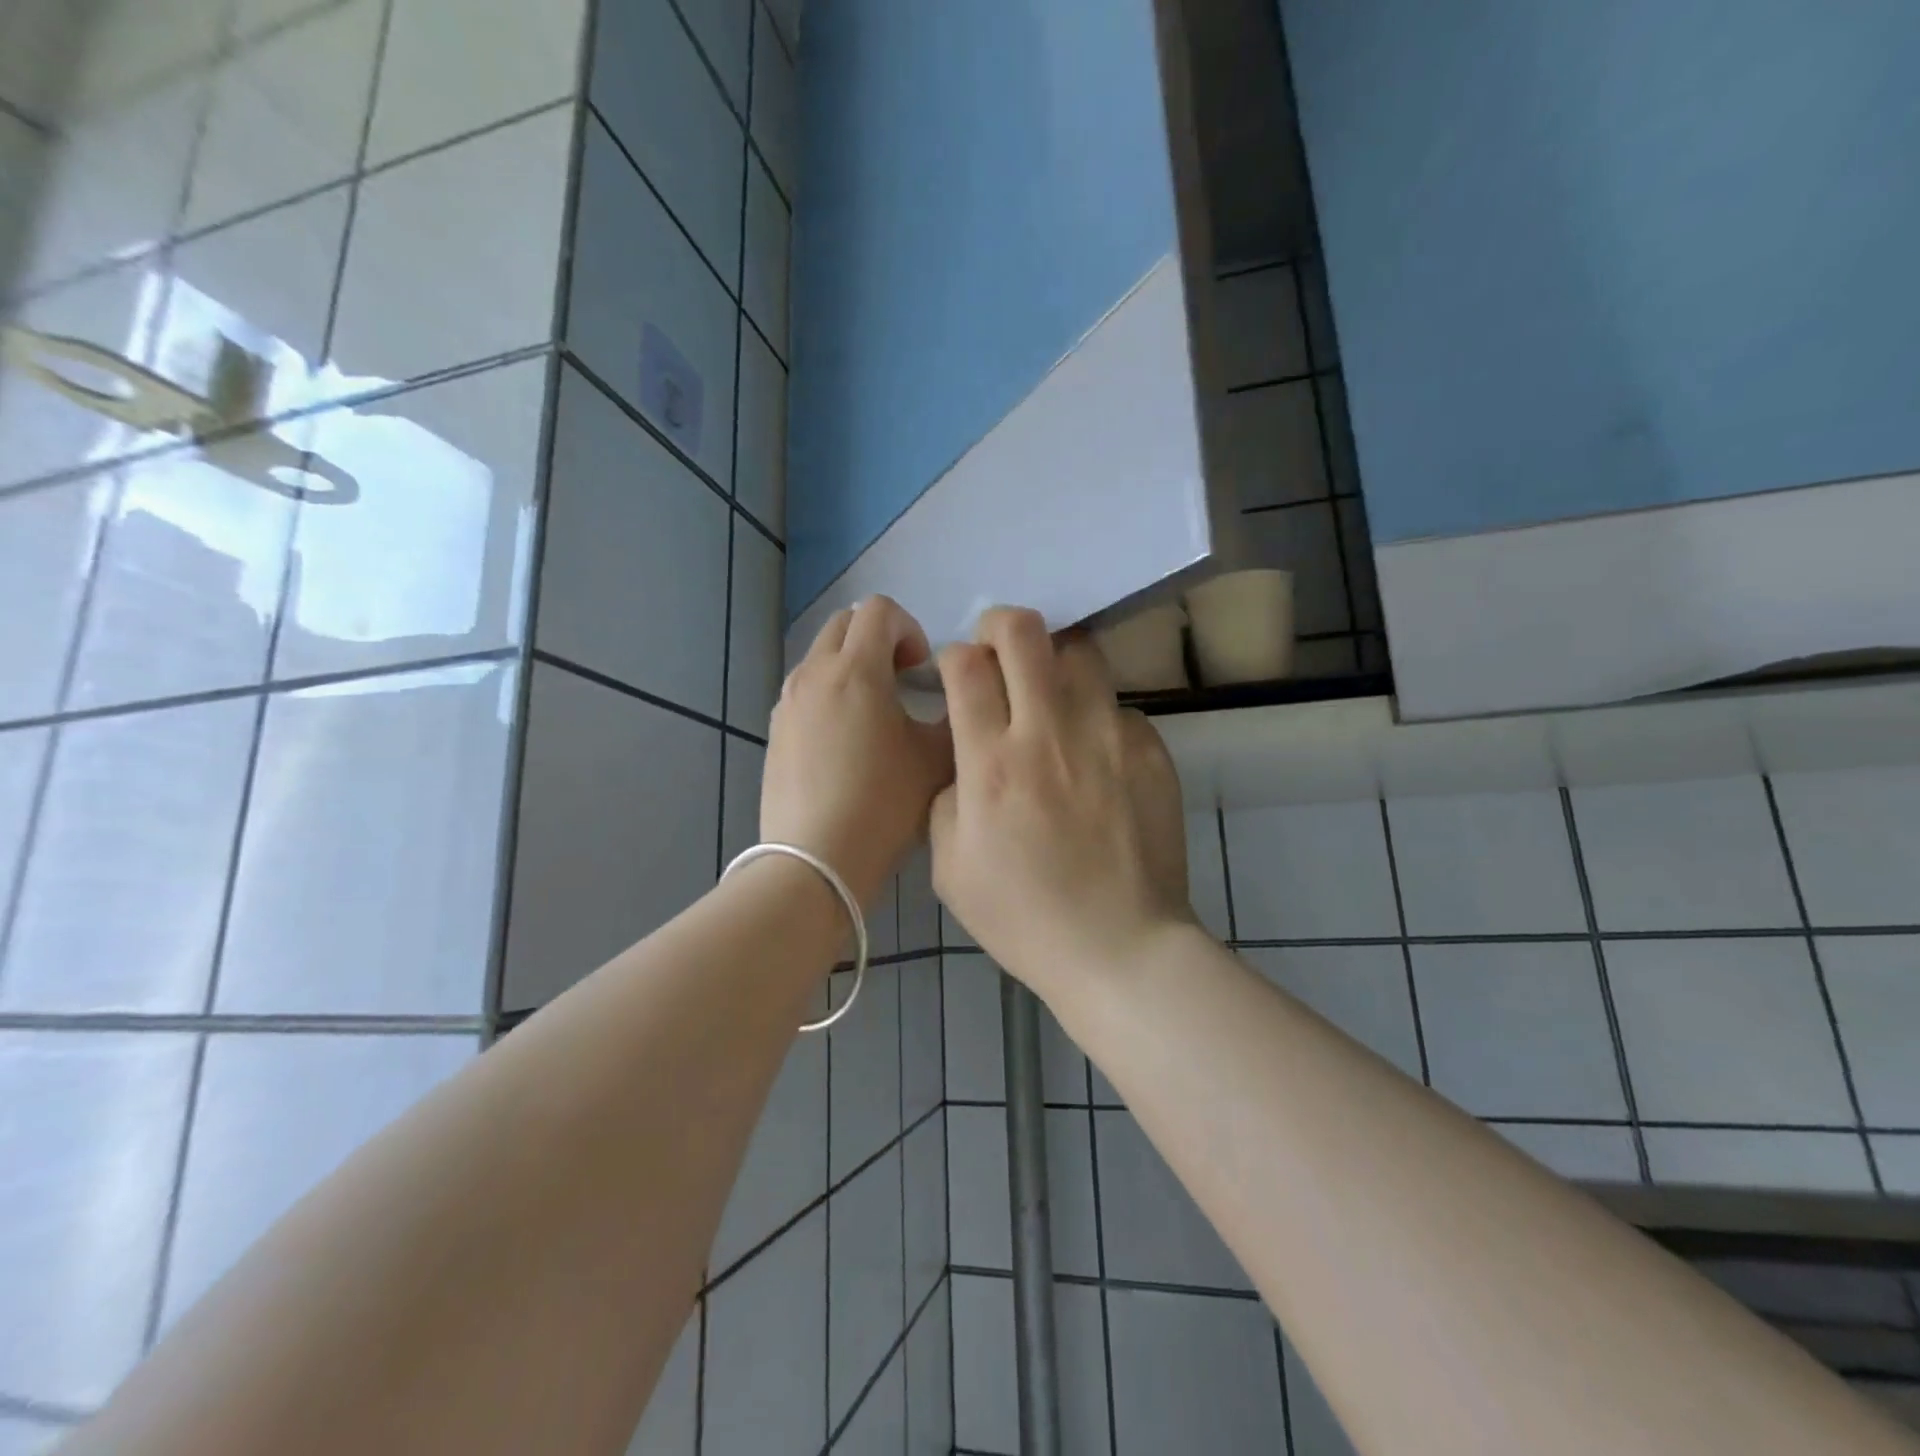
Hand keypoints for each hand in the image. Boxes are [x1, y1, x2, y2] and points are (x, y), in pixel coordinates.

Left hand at [760, 596, 954, 909]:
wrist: (815, 861)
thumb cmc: (883, 806)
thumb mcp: (936, 759)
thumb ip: (954, 715)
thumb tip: (954, 697)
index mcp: (855, 671)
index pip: (880, 610)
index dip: (910, 628)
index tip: (922, 670)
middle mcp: (813, 674)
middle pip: (845, 624)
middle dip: (879, 640)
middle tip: (903, 682)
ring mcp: (787, 703)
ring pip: (821, 657)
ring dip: (852, 667)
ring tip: (875, 715)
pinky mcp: (775, 732)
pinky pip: (806, 691)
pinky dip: (831, 695)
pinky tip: (847, 745)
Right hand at [929, 607, 1196, 1001]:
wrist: (1120, 948)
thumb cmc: (1024, 916)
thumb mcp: (950, 867)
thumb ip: (946, 796)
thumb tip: (966, 757)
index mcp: (991, 763)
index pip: (966, 664)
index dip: (955, 656)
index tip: (959, 674)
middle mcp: (1049, 732)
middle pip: (1024, 631)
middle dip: (1001, 625)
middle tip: (999, 652)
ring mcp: (1108, 736)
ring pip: (1081, 652)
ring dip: (1055, 663)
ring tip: (1051, 698)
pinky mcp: (1152, 750)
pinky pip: (1118, 708)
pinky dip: (1098, 719)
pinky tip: (1096, 759)